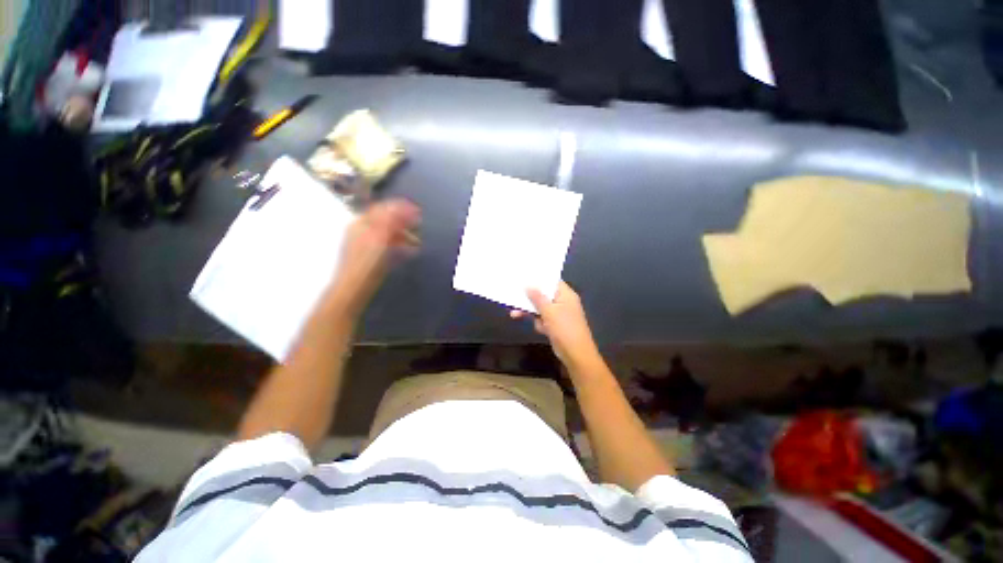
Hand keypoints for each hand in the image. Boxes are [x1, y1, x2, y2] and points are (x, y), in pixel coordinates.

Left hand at [330, 199, 420, 312]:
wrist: (355, 287)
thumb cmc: (367, 261)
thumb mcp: (379, 237)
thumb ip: (389, 220)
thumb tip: (401, 206)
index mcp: (361, 224)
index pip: (381, 209)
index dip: (399, 207)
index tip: (416, 209)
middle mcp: (363, 231)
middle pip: (386, 221)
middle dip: (404, 222)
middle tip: (419, 224)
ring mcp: (367, 244)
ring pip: (389, 234)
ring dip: (404, 235)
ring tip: (417, 241)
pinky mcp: (373, 257)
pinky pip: (389, 246)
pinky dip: (400, 246)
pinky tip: (409, 251)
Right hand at [510, 282, 599, 368]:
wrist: (575, 355)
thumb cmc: (564, 329)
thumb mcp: (549, 311)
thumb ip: (537, 297)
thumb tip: (528, 285)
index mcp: (566, 295)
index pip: (552, 281)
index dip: (539, 278)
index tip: (524, 276)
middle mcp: (563, 302)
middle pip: (544, 295)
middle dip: (530, 297)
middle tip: (515, 294)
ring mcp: (559, 314)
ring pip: (541, 308)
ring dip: (530, 311)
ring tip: (514, 313)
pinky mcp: (555, 325)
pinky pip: (542, 318)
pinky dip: (536, 321)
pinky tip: (533, 326)